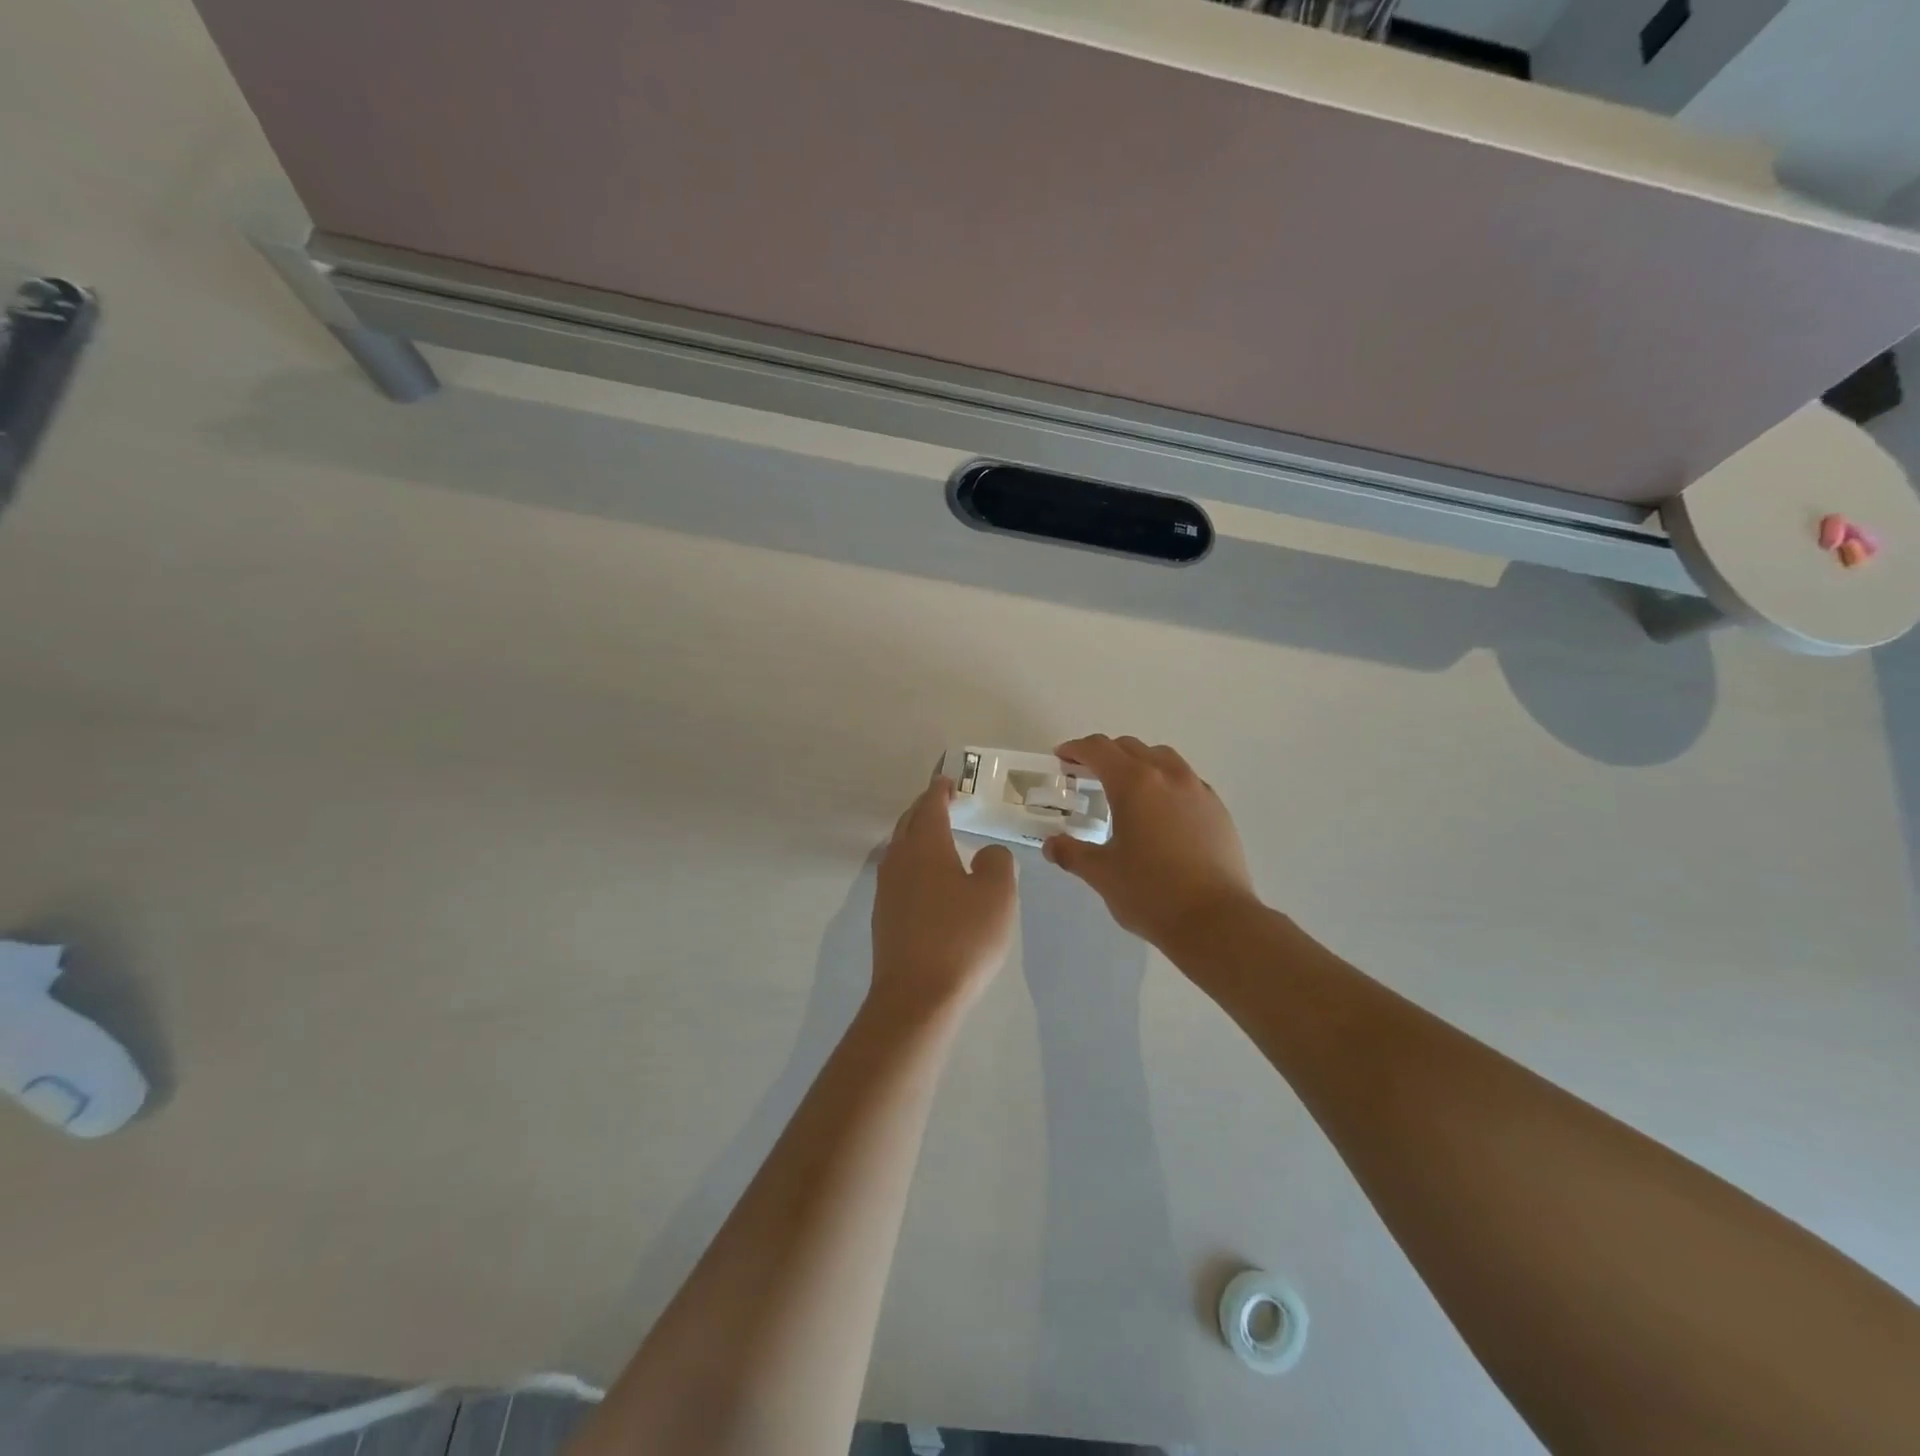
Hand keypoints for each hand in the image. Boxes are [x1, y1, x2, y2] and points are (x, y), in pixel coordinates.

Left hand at [871, 774, 1017, 1016]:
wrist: (917, 996)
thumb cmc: (962, 938)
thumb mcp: (997, 895)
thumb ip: (998, 862)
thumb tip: (987, 853)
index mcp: (926, 846)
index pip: (931, 806)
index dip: (939, 790)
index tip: (947, 779)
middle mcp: (900, 860)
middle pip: (909, 823)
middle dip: (924, 808)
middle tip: (941, 801)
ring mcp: (887, 889)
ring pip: (899, 848)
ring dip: (916, 835)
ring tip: (935, 835)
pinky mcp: (884, 916)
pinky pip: (898, 874)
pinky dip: (912, 862)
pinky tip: (926, 878)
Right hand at [1043, 735, 1257, 949]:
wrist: (1216, 921)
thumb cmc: (1151, 893)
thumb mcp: (1101, 874)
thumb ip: (1072, 853)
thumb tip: (1052, 845)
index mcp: (1134, 784)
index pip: (1099, 749)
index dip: (1076, 749)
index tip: (1062, 757)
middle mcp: (1167, 776)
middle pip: (1130, 748)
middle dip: (1105, 754)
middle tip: (1087, 774)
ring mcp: (1198, 790)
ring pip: (1162, 758)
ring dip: (1138, 762)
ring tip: (1126, 788)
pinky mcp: (1218, 809)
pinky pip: (1185, 781)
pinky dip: (1165, 783)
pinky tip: (1160, 812)